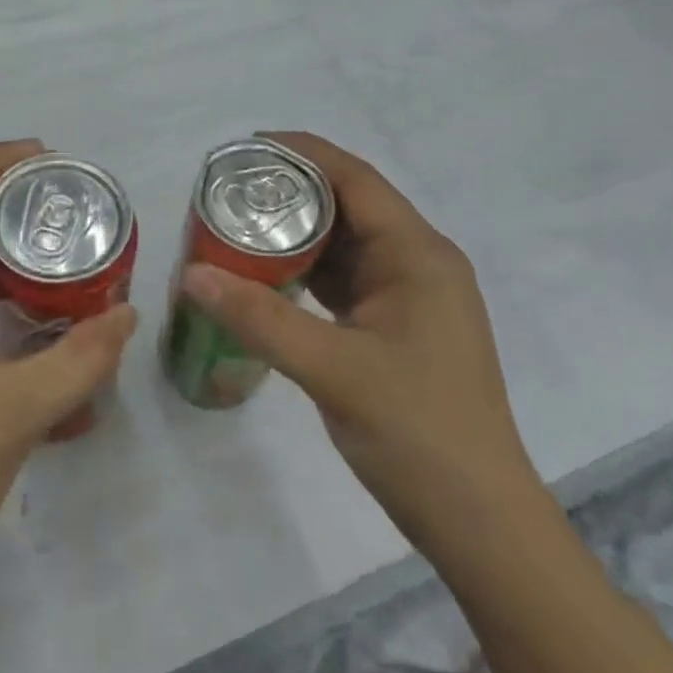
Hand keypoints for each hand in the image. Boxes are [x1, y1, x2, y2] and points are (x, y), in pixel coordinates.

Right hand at [178, 132, 538, 554]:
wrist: (480, 524)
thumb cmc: (418, 433)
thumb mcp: (333, 370)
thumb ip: (260, 319)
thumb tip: (192, 275)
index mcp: (417, 253)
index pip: (354, 178)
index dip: (301, 152)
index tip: (245, 148)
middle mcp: (417, 261)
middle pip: (348, 205)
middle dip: (290, 193)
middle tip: (229, 191)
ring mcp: (409, 295)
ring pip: (345, 244)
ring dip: (297, 234)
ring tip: (237, 225)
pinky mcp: (397, 325)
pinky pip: (345, 280)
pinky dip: (307, 271)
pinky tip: (267, 275)